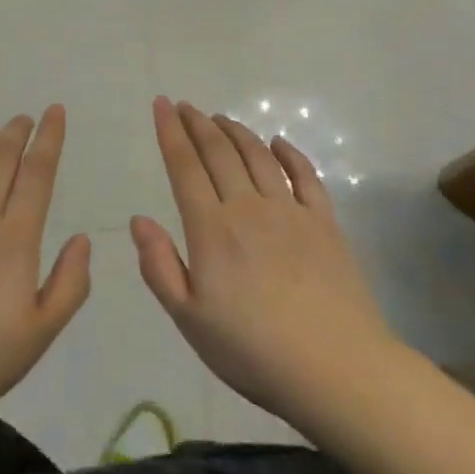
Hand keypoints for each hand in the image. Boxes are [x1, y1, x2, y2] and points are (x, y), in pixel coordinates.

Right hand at [132, 97, 395, 431]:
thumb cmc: (253, 351)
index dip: (170, 132)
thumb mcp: (190, 320)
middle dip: (198, 123)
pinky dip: (289, 153)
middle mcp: (248, 207)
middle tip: (185, 105)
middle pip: (219, 152)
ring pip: (257, 156)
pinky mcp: (324, 223)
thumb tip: (138, 219)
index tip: (161, 104)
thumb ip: (160, 267)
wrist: (336, 369)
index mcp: (211, 229)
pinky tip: (278, 143)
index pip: (185, 166)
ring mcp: (290, 211)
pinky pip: (304, 175)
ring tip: (220, 118)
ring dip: (236, 131)